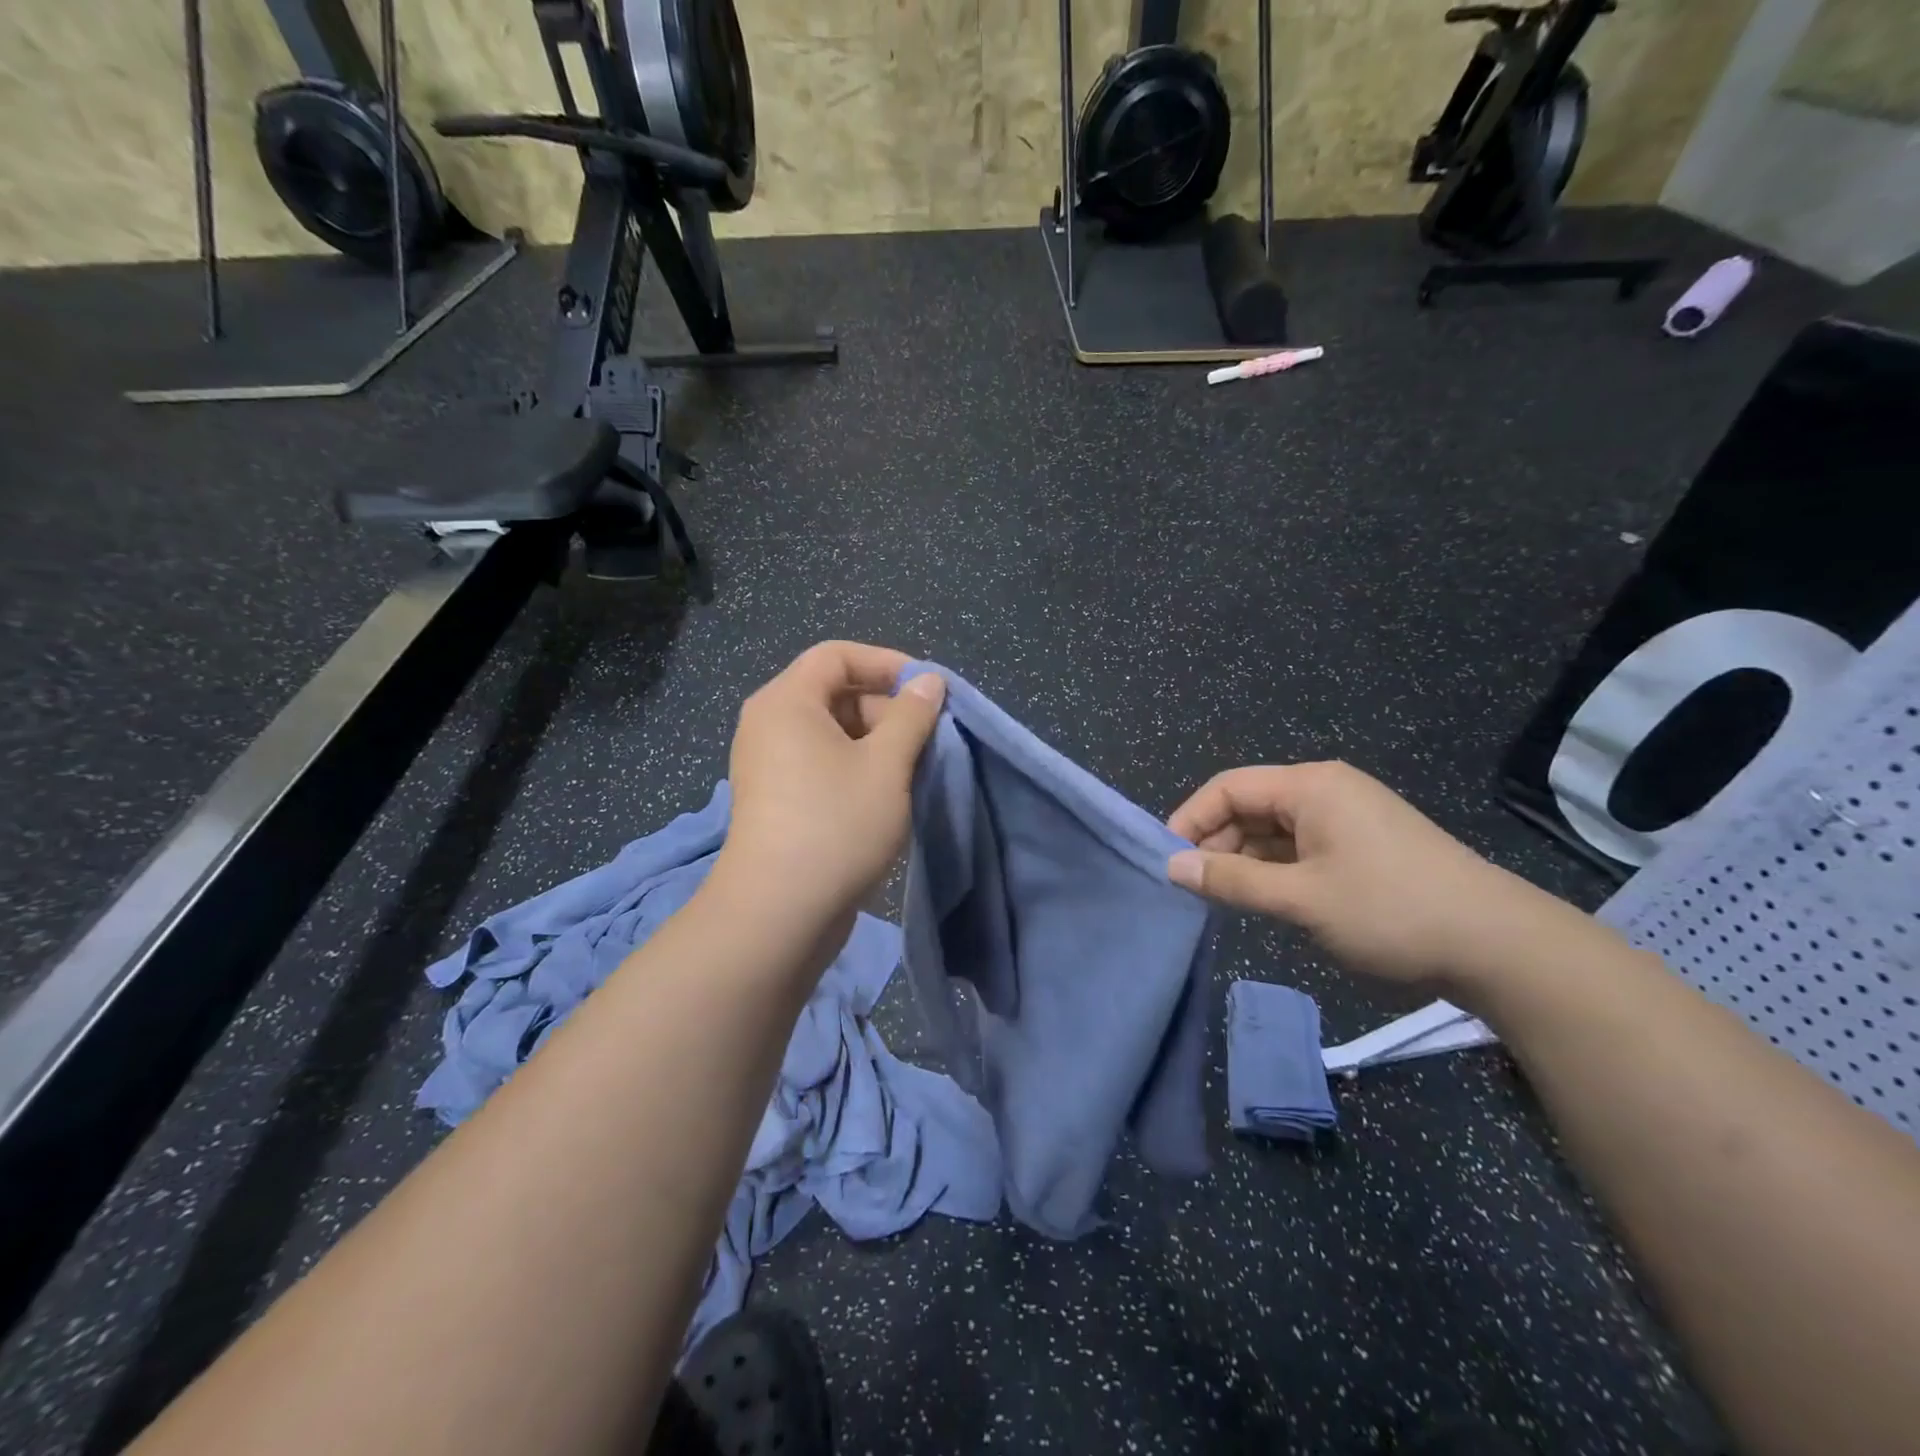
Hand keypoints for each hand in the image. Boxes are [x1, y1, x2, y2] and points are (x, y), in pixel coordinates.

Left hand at [716, 641, 945, 928]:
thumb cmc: (836, 824)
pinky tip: (886, 797)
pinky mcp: (775, 798)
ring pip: (833, 733)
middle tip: (928, 741)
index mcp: (787, 701)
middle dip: (887, 710)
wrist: (778, 913)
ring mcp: (768, 764)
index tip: (928, 691)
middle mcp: (769, 724)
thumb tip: (929, 681)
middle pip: (835, 692)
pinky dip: (856, 768)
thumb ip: (912, 715)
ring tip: (913, 773)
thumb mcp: (887, 765)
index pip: (837, 655)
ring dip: (877, 743)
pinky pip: (820, 763)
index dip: (886, 664)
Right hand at [1166, 761, 1563, 988]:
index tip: (1165, 861)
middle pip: (1248, 806)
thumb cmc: (1390, 911)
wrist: (1499, 947)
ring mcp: (1346, 819)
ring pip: (1272, 830)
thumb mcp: (1301, 899)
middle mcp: (1325, 791)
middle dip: (1215, 843)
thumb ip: (1232, 881)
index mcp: (1310, 786)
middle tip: (1190, 888)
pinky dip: (1273, 870)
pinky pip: (1298, 848)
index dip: (1190, 820)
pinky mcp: (1360, 847)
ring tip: (1220, 898)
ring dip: (1243, 860)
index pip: (1227, 788)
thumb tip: (1172, 867)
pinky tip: (1261, 899)